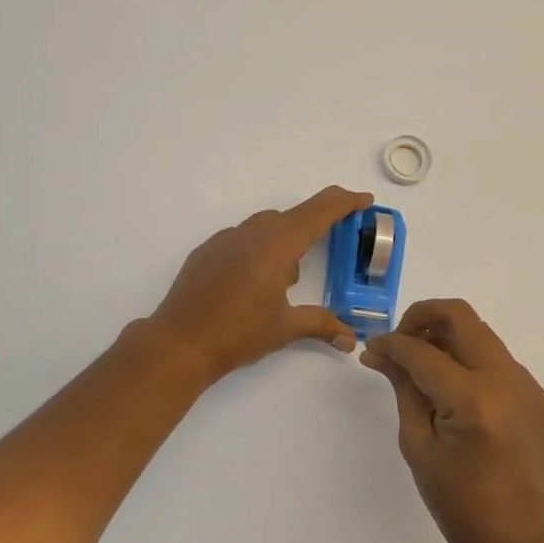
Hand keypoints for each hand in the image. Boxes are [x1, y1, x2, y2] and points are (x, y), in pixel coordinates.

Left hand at [149, 186, 371, 383]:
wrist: (179, 342)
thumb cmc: (237, 333)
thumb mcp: (284, 328)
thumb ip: (321, 325)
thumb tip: (351, 339)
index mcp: (278, 245)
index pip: (319, 211)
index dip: (345, 202)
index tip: (364, 200)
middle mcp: (253, 233)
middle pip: (293, 217)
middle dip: (313, 228)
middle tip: (328, 249)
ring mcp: (225, 239)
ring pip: (265, 226)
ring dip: (283, 241)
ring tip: (286, 278)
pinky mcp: (207, 251)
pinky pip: (241, 238)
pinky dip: (257, 249)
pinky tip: (252, 282)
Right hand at [362, 299, 543, 542]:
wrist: (517, 539)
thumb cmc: (456, 501)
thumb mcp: (417, 443)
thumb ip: (403, 386)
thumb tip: (379, 351)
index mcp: (472, 401)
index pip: (422, 351)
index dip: (391, 343)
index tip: (374, 348)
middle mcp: (506, 382)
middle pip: (460, 316)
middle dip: (423, 317)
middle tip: (402, 341)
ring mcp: (529, 386)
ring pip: (481, 336)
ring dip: (449, 339)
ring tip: (427, 368)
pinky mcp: (540, 396)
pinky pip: (499, 362)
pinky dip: (472, 365)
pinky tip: (459, 395)